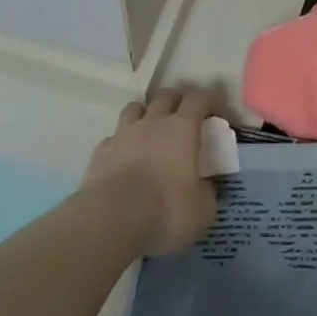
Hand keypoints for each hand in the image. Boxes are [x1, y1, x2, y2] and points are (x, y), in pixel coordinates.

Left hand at [82, 88, 218, 256]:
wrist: (110, 220)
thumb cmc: (164, 210)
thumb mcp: (201, 210)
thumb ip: (206, 192)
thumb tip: (206, 185)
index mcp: (183, 128)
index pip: (199, 99)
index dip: (209, 100)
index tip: (216, 112)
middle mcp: (153, 122)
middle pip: (166, 95)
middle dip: (177, 101)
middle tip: (184, 117)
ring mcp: (124, 134)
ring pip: (135, 108)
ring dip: (145, 114)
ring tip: (150, 131)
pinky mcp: (100, 152)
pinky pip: (113, 138)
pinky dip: (121, 143)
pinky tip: (123, 158)